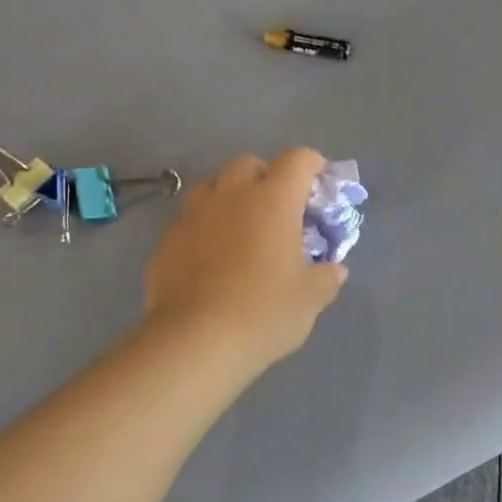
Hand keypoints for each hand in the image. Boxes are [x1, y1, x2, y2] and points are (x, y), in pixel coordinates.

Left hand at [144, 149, 347, 374]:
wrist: (194, 341)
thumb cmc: (263, 312)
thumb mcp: (309, 300)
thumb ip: (326, 278)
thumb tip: (334, 270)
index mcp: (272, 201)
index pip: (297, 160)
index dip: (312, 164)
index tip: (320, 180)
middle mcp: (230, 197)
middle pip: (248, 164)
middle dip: (265, 176)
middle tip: (277, 208)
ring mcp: (192, 216)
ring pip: (211, 187)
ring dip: (229, 197)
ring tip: (239, 228)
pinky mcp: (166, 242)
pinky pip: (188, 221)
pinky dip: (204, 229)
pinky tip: (209, 259)